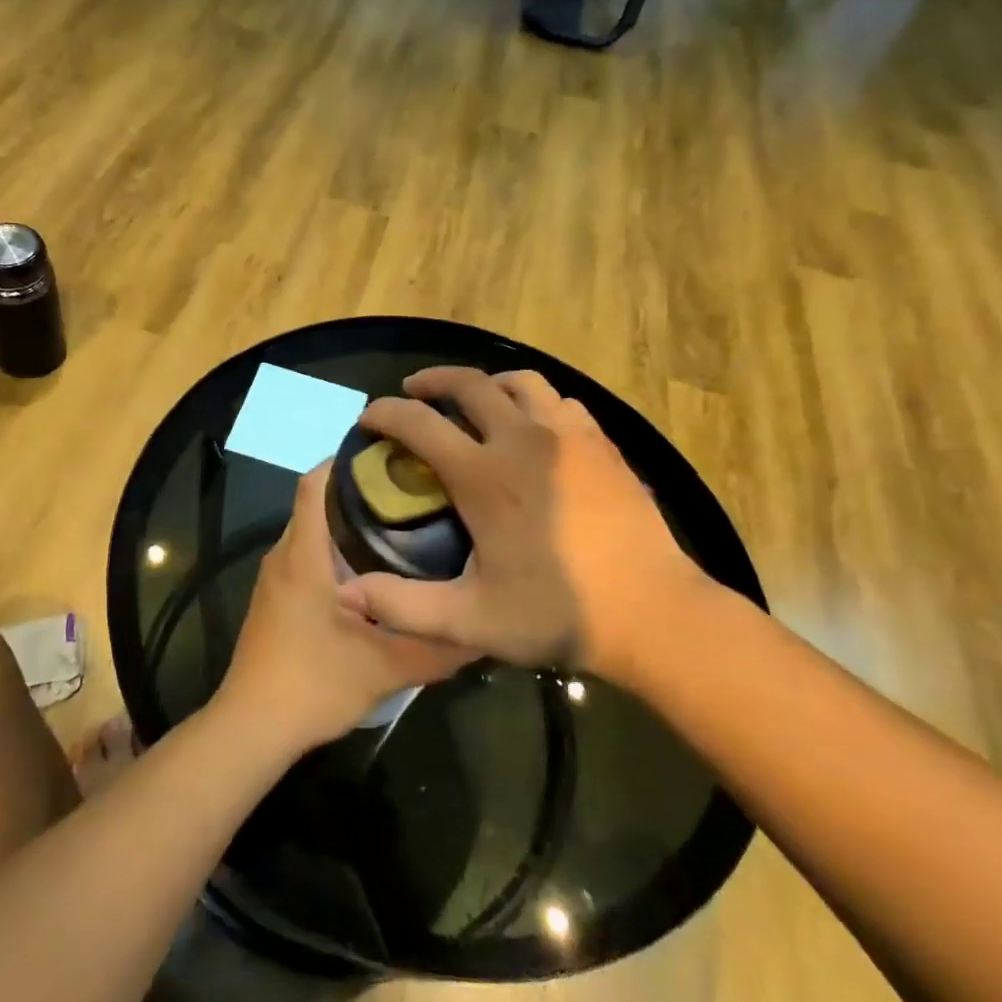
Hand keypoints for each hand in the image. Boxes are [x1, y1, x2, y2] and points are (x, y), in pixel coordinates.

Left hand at [216, 465, 477, 753]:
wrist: (250, 728)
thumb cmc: (311, 685)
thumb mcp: (384, 669)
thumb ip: (436, 648)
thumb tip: (485, 630)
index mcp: (303, 556)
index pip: (314, 483)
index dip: (346, 460)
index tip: (391, 455)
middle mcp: (284, 556)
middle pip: (318, 503)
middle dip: (361, 491)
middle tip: (414, 492)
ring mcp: (276, 579)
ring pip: (313, 532)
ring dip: (350, 523)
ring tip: (403, 525)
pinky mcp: (276, 600)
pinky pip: (308, 557)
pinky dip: (338, 551)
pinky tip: (376, 572)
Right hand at [334, 366, 715, 682]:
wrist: (655, 614)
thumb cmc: (558, 613)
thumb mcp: (471, 620)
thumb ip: (403, 606)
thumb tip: (346, 594)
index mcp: (485, 475)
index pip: (419, 423)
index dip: (385, 414)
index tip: (369, 418)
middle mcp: (524, 440)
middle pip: (470, 384)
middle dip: (432, 381)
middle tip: (414, 391)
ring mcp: (570, 437)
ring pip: (521, 382)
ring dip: (487, 384)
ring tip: (474, 402)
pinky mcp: (603, 446)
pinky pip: (560, 402)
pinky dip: (534, 402)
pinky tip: (533, 428)